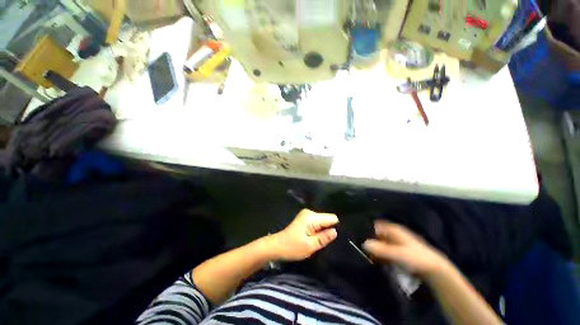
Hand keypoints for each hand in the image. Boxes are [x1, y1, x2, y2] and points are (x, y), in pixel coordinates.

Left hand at [269, 209, 338, 260]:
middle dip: (327, 229)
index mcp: (311, 217)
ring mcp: (306, 215)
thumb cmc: (293, 247)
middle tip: (322, 241)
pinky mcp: (304, 218)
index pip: (331, 218)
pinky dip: (317, 230)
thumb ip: (324, 237)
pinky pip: (316, 223)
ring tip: (317, 240)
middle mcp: (309, 212)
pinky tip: (313, 237)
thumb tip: (335, 231)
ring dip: (322, 230)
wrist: (277, 246)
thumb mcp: (310, 246)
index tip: (331, 238)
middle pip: (326, 219)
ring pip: (322, 221)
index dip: (334, 227)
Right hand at [363, 221, 449, 276]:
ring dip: (376, 248)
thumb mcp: (397, 254)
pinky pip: (386, 249)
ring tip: (371, 256)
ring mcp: (397, 241)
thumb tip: (364, 244)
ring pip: (381, 241)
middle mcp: (394, 232)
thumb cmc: (415, 257)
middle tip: (365, 250)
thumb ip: (381, 249)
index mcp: (393, 229)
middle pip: (378, 234)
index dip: (368, 231)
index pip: (376, 226)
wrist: (434, 269)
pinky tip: (380, 260)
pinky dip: (382, 253)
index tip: (360, 238)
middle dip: (371, 240)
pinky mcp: (399, 249)